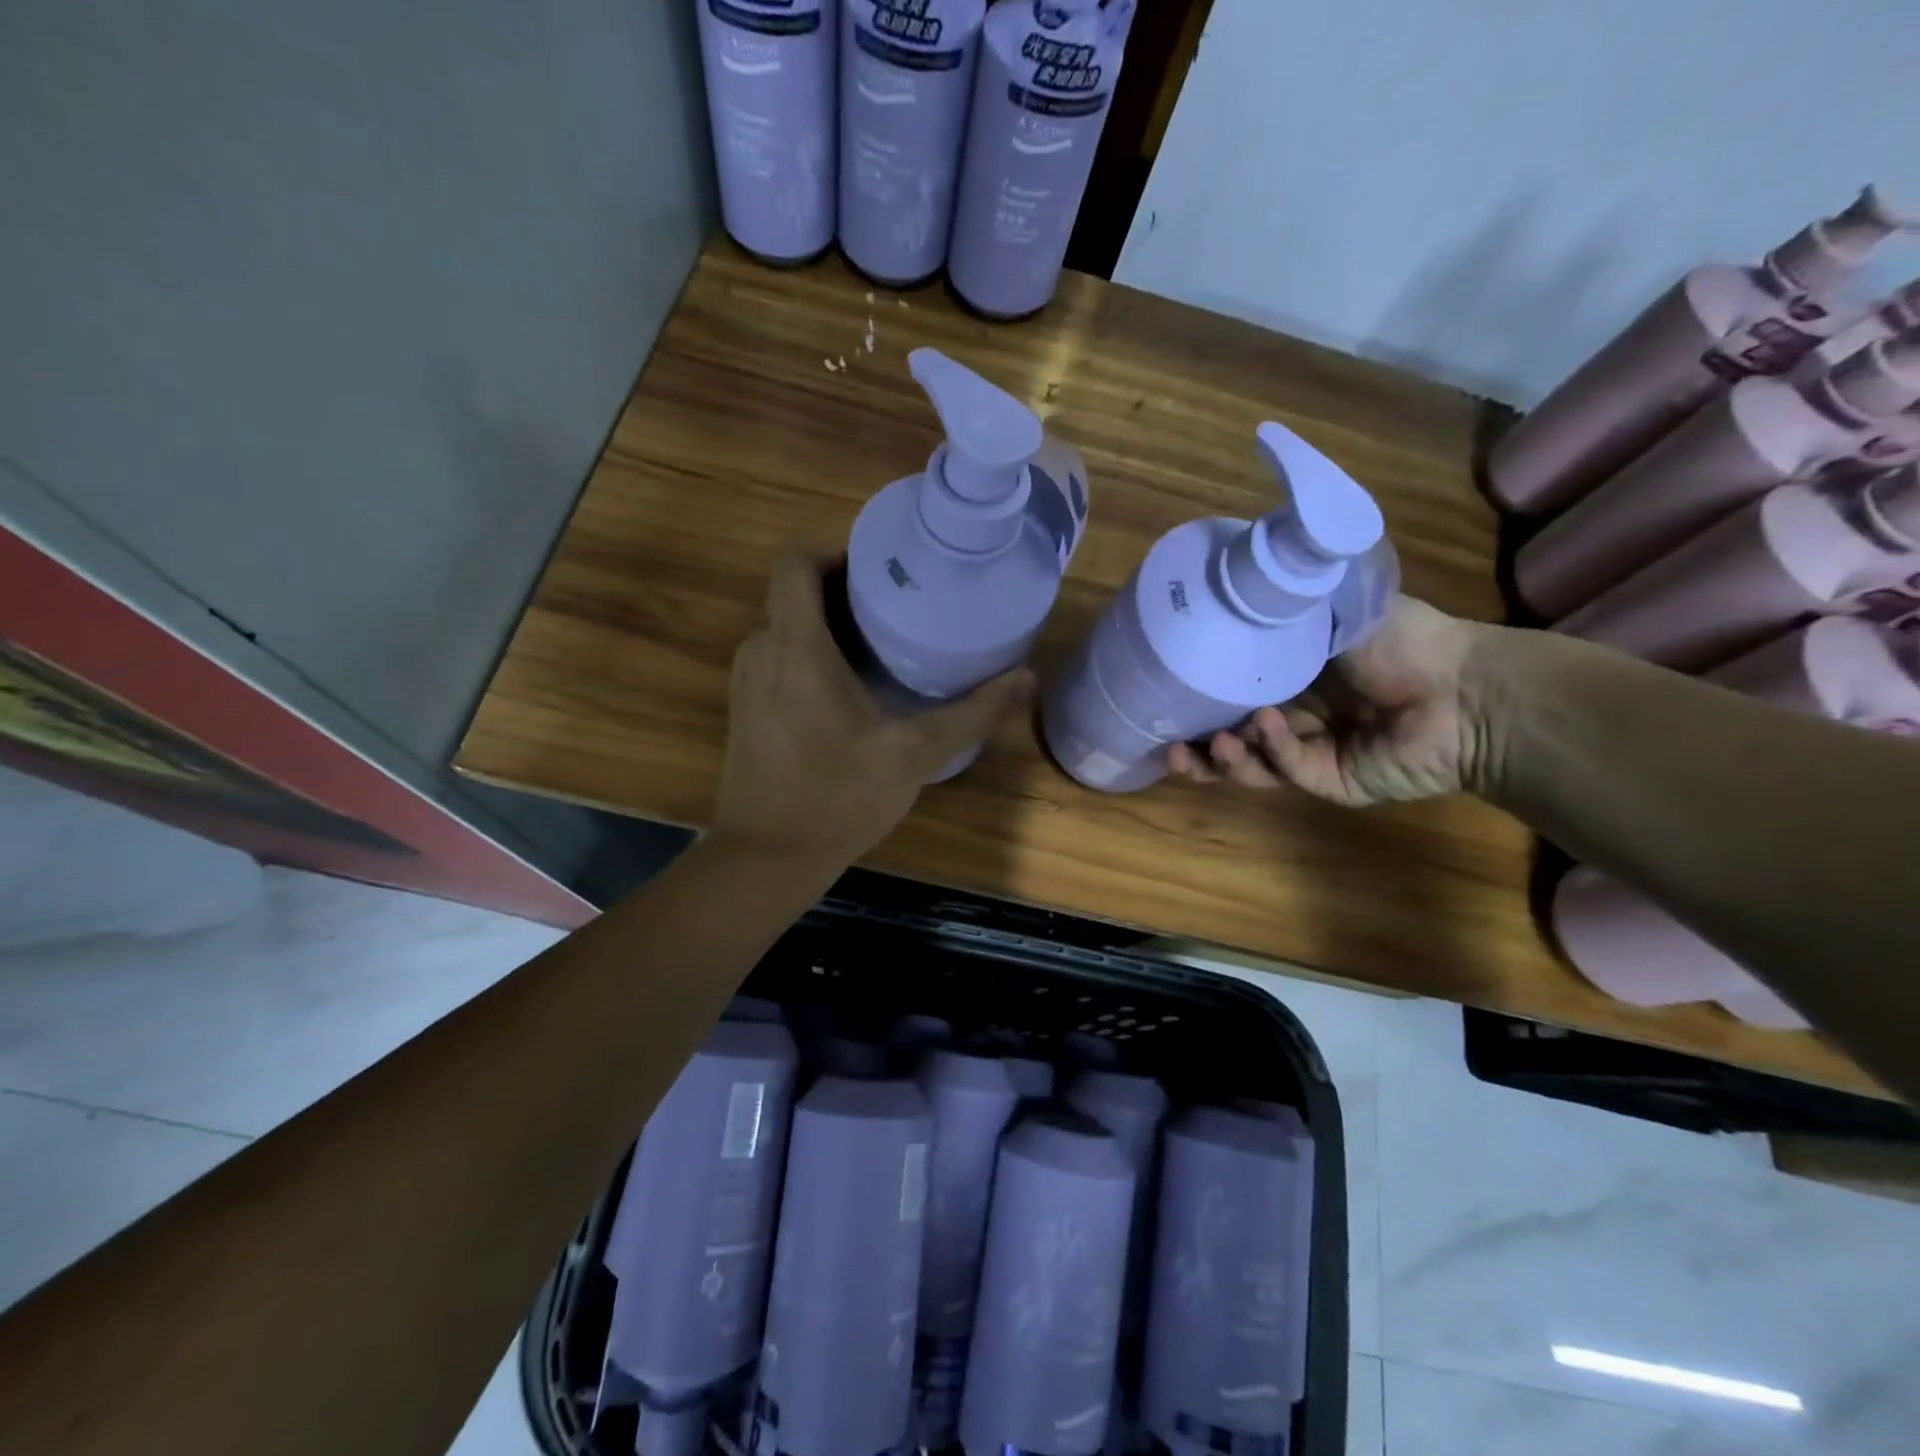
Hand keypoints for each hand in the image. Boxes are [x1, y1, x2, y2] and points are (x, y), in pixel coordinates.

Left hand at [713, 551, 1032, 863]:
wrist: (767, 857)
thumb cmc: (839, 796)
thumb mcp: (915, 753)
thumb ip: (973, 712)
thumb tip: (1027, 677)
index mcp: (796, 645)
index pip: (796, 562)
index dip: (836, 555)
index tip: (883, 574)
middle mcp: (761, 650)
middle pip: (795, 593)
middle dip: (845, 593)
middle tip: (900, 609)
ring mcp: (746, 682)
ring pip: (786, 627)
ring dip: (828, 627)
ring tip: (883, 647)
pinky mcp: (744, 710)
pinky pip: (778, 659)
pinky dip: (811, 657)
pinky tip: (850, 690)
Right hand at [1167, 595, 1494, 805]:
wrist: (1466, 689)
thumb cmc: (1403, 640)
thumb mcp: (1335, 607)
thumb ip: (1287, 603)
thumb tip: (1236, 574)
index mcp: (1295, 678)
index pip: (1235, 693)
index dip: (1201, 699)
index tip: (1167, 694)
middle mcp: (1296, 718)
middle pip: (1233, 739)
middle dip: (1199, 744)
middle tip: (1170, 742)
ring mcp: (1312, 754)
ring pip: (1251, 766)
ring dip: (1224, 758)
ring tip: (1208, 745)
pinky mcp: (1331, 782)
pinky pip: (1288, 770)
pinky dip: (1272, 750)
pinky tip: (1267, 725)